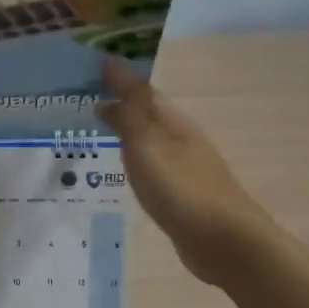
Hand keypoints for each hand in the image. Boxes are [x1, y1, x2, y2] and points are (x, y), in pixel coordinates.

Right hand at [99, 58, 272, 285]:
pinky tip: (121, 169)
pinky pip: (151, 167)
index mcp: (174, 123)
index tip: (91, 65)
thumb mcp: (148, 146)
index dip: (119, 78)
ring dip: (126, 130)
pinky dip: (133, 160)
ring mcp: (184, 168)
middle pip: (147, 113)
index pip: (142, 90)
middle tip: (84, 96)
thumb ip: (128, 115)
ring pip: (149, 140)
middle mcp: (180, 140)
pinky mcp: (182, 196)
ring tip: (95, 128)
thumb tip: (109, 85)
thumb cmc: (182, 189)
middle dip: (120, 102)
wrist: (224, 242)